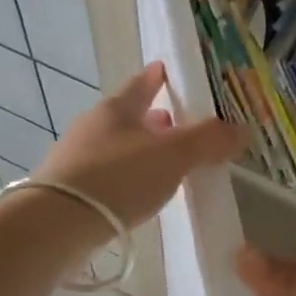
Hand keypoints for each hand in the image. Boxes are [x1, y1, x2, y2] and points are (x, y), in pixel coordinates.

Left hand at [33, 62, 243, 232]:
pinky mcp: (69, 189)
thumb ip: (207, 141)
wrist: (56, 225)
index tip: (166, 70)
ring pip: (117, 145)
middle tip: (176, 123)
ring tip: (164, 161)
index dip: (157, 77)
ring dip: (140, 149)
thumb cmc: (118, 178)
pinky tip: (138, 191)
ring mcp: (76, 158)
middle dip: (153, 118)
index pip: (141, 83)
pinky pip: (107, 173)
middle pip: (128, 115)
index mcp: (116, 108)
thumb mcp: (172, 156)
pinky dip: (126, 175)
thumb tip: (240, 130)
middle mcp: (93, 126)